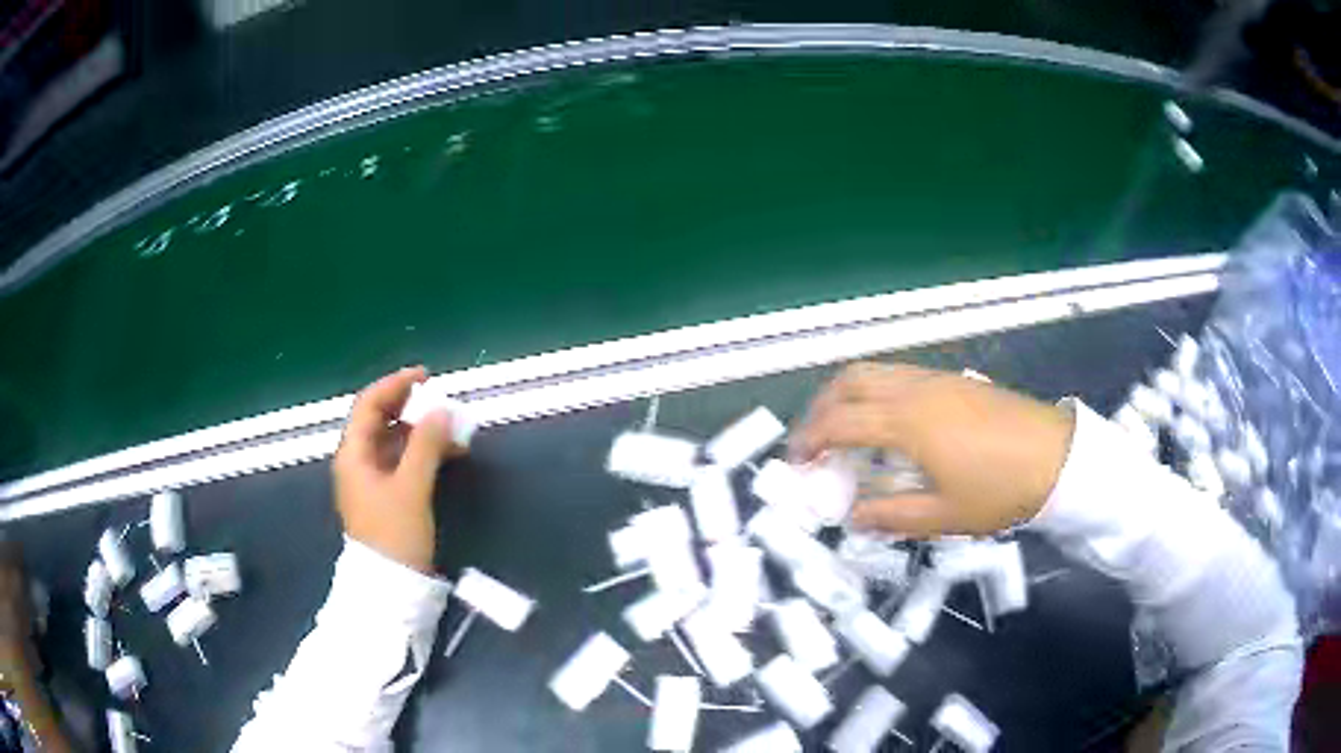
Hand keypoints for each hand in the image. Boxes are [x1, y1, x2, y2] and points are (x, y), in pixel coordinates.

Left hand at [333, 367, 465, 572]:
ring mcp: (371, 480)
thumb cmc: (394, 535)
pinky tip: (446, 454)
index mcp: (354, 454)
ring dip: (421, 431)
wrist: (391, 586)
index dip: (395, 385)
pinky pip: (403, 461)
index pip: (369, 405)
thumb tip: (441, 410)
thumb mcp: (412, 487)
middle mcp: (358, 462)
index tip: (425, 377)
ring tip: (452, 430)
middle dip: (411, 408)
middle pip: (381, 421)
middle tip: (441, 401)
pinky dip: (423, 452)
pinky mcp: (386, 496)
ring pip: (395, 441)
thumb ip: (426, 445)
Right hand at [790, 363, 1074, 537]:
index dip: (809, 439)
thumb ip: (891, 515)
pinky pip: (898, 374)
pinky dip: (874, 391)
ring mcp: (935, 379)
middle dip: (821, 406)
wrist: (1056, 457)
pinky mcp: (953, 379)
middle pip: (851, 381)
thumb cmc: (999, 490)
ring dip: (847, 395)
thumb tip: (852, 517)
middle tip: (813, 441)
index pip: (841, 421)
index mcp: (907, 423)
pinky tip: (887, 423)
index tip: (796, 462)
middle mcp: (915, 390)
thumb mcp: (944, 516)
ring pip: (875, 372)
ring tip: (844, 430)